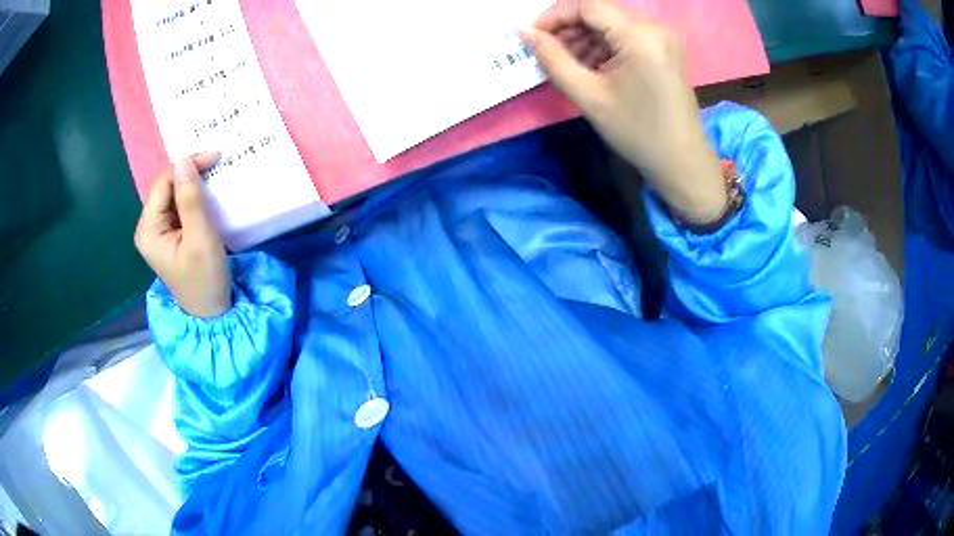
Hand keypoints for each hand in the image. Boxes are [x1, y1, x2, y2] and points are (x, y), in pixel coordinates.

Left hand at [134, 152, 232, 317]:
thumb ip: (191, 200)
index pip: (163, 184)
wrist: (212, 312)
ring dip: (193, 184)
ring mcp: (158, 232)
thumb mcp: (200, 238)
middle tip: (217, 162)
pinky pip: (179, 207)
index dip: (186, 166)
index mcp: (149, 230)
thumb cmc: (205, 279)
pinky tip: (207, 193)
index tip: (215, 157)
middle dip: (190, 173)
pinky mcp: (170, 236)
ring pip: (173, 195)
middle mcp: (148, 227)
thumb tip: (185, 161)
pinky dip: (193, 197)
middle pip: (166, 187)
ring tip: (215, 174)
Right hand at [523, 0, 726, 224]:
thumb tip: (525, 33)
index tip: (532, 34)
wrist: (682, 162)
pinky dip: (604, 46)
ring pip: (611, 24)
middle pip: (600, 12)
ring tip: (568, 64)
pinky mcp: (665, 50)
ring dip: (585, 38)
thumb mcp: (588, 96)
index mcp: (640, 36)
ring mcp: (663, 39)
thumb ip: (553, 59)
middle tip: (547, 52)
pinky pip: (626, 36)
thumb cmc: (637, 133)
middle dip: (569, 28)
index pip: (588, 5)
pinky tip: (591, 67)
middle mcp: (655, 28)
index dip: (555, 14)